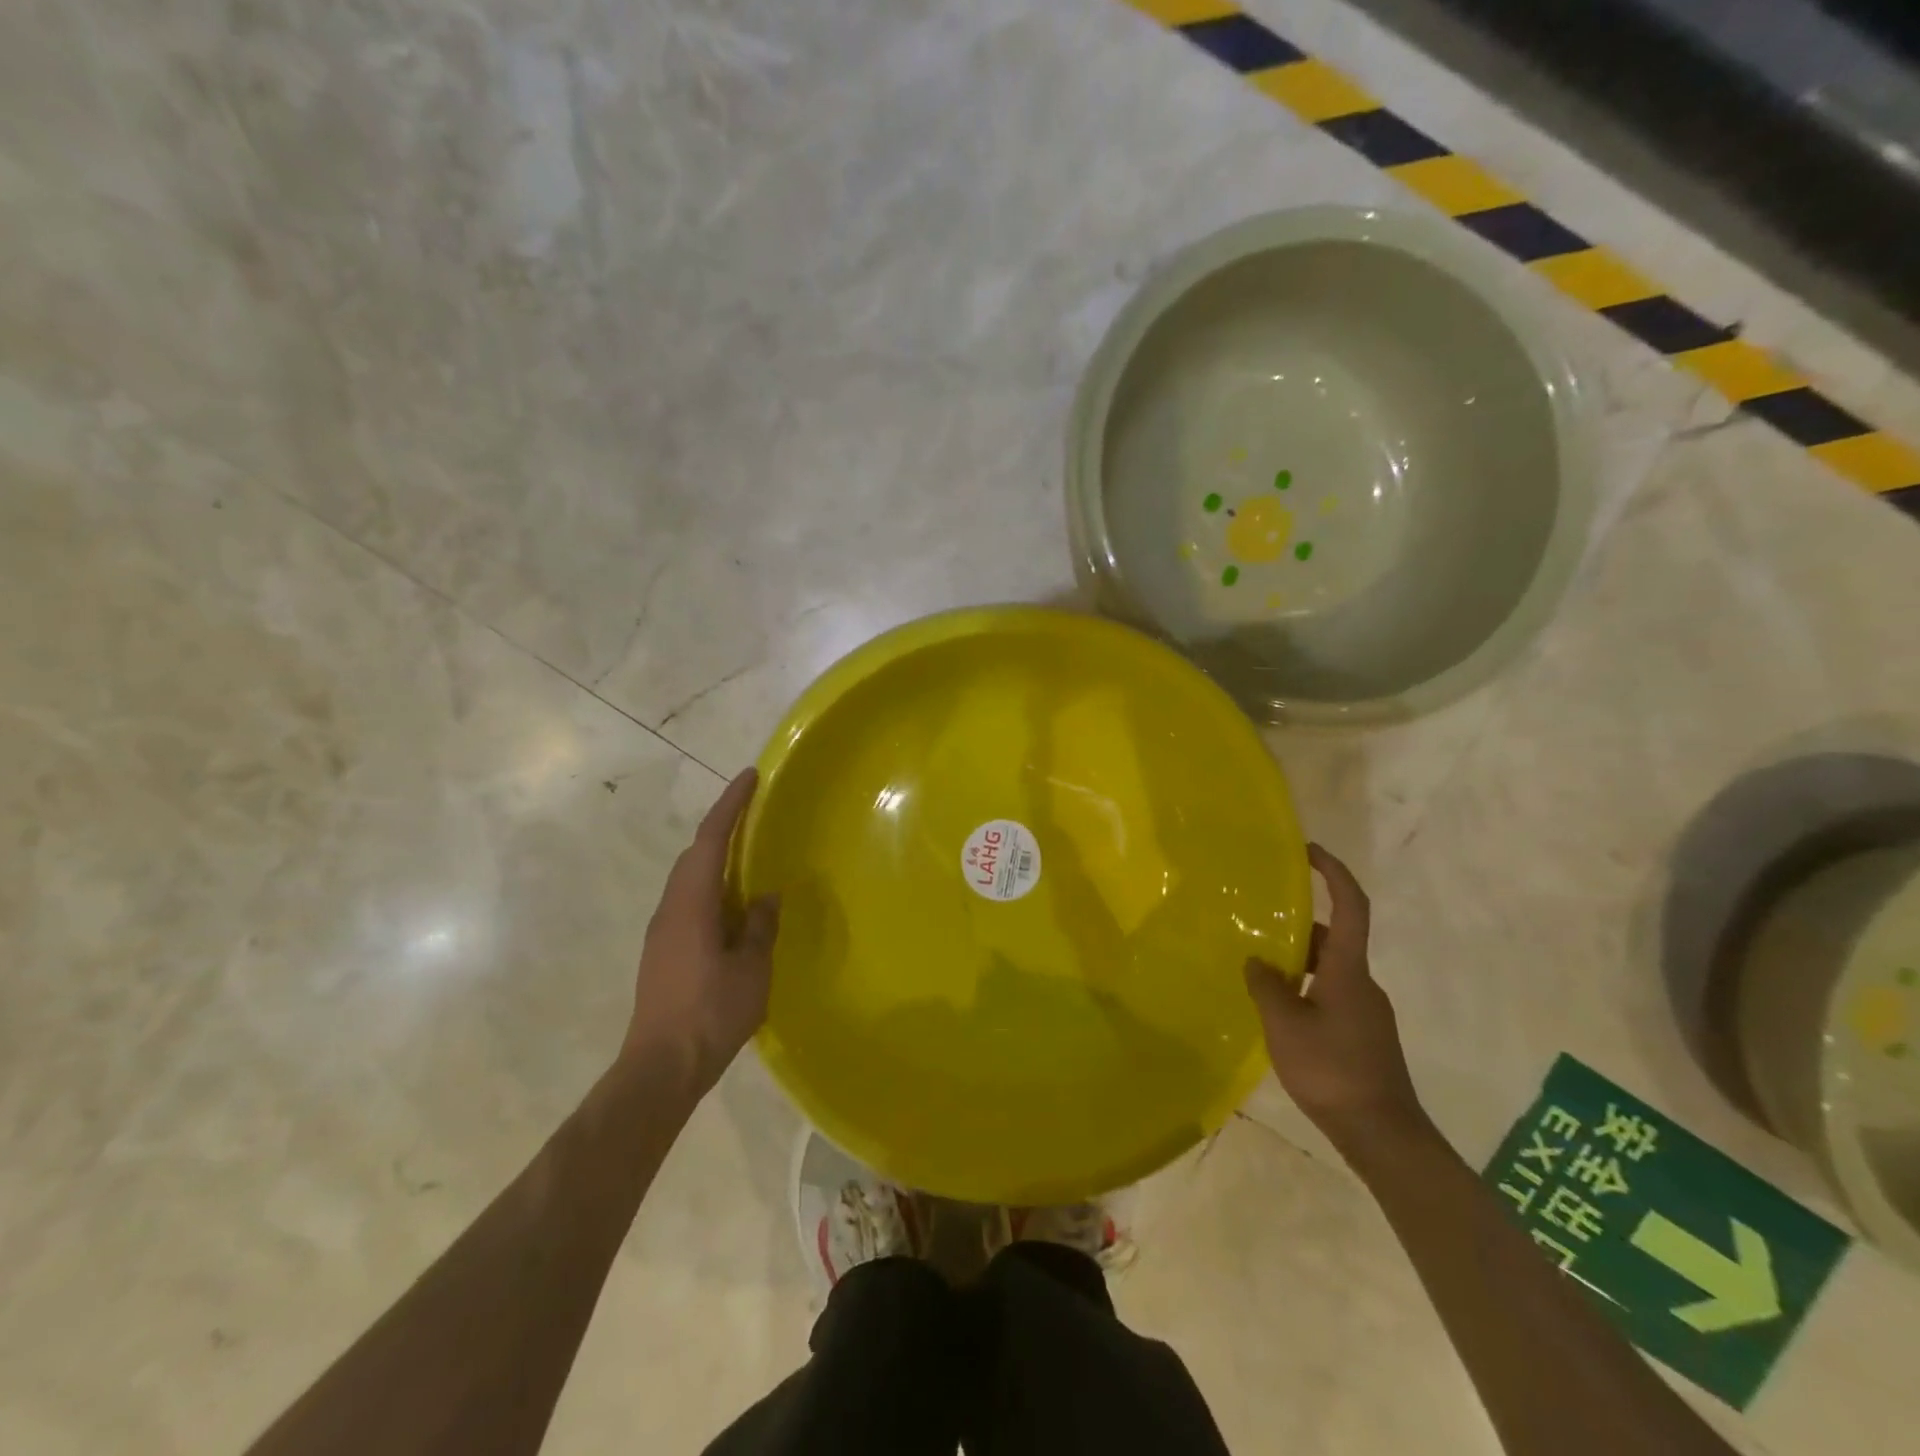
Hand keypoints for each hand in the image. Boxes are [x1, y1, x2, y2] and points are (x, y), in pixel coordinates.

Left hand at [622, 768, 779, 1095]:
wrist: (660, 1068)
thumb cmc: (710, 1013)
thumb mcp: (750, 969)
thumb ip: (759, 927)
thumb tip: (765, 897)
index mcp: (691, 903)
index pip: (710, 840)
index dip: (730, 804)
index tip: (750, 776)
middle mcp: (670, 909)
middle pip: (694, 854)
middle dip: (722, 826)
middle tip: (754, 810)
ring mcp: (662, 931)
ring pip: (689, 879)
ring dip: (716, 858)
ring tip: (748, 853)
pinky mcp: (663, 952)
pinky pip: (689, 902)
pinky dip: (712, 887)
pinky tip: (733, 905)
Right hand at [1244, 844, 1425, 1146]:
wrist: (1382, 1135)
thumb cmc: (1333, 1071)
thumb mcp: (1285, 1025)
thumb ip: (1267, 986)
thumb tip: (1257, 961)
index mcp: (1349, 971)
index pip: (1351, 907)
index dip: (1334, 873)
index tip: (1309, 851)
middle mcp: (1362, 983)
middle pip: (1334, 938)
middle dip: (1298, 924)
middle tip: (1258, 922)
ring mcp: (1365, 1011)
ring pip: (1329, 969)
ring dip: (1297, 960)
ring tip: (1257, 966)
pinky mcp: (1362, 1035)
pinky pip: (1329, 994)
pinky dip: (1304, 987)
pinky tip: (1277, 1008)